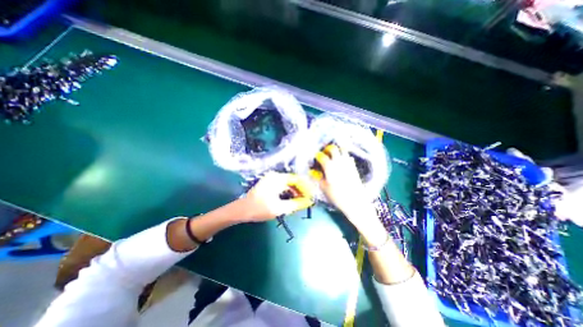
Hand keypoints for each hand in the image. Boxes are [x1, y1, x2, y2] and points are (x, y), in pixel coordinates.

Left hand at [243, 171, 313, 221]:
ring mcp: (271, 179)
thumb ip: (296, 204)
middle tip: (307, 200)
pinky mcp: (269, 184)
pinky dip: (289, 193)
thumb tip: (309, 202)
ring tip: (302, 201)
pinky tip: (292, 200)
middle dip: (301, 190)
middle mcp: (275, 176)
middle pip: (293, 181)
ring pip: (288, 184)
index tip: (311, 196)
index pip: (297, 180)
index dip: (305, 188)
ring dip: (295, 192)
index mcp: (277, 178)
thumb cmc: (259, 209)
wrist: (241, 210)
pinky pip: (283, 186)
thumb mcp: (279, 208)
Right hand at [318, 144, 369, 214]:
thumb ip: (317, 177)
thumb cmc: (337, 195)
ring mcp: (347, 163)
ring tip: (333, 157)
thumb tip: (312, 171)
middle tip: (325, 154)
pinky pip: (349, 157)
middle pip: (333, 148)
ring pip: (342, 150)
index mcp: (329, 166)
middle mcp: (338, 161)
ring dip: (337, 151)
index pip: (322, 156)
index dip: (317, 156)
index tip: (316, 158)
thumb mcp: (324, 188)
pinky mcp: (354, 167)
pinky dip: (344, 156)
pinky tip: (342, 162)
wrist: (355, 201)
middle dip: (328, 149)